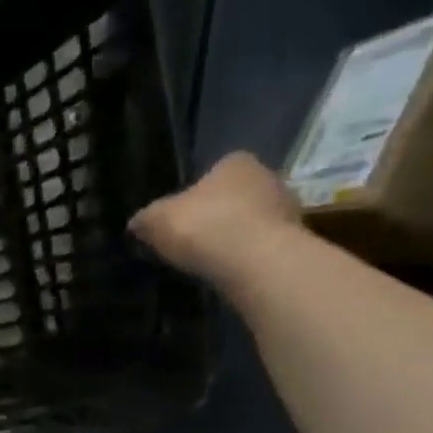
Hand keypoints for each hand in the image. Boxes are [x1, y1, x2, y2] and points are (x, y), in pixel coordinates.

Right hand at [129, 152, 302, 288]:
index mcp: (236, 162)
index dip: (197, 190)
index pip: (217, 168)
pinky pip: (261, 245)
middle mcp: (268, 177)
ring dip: (233, 235)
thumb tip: (138, 224)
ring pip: (251, 219)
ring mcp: (287, 209)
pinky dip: (246, 255)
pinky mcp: (295, 242)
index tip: (182, 212)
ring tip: (208, 257)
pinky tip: (227, 269)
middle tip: (192, 235)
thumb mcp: (155, 220)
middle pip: (236, 194)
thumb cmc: (203, 226)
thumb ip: (145, 218)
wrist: (254, 262)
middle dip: (218, 212)